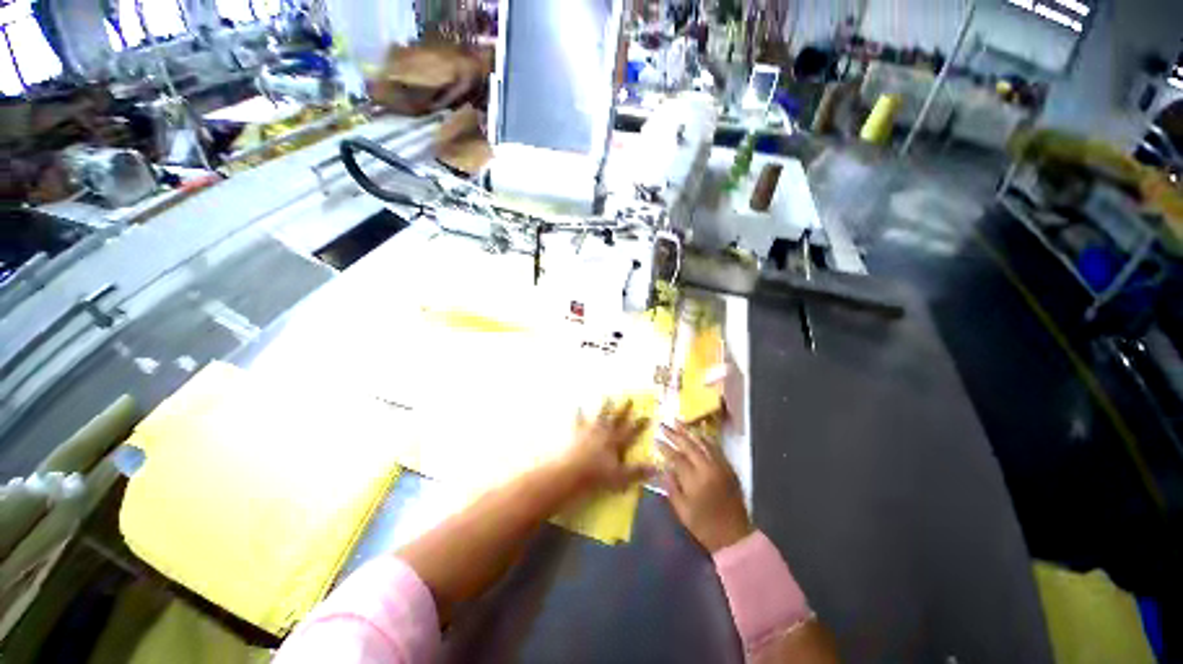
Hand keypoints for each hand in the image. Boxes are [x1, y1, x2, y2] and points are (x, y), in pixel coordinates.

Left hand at [562, 400, 652, 492]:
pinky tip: (577, 405)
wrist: (571, 472)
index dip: (640, 424)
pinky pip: (578, 420)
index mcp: (616, 442)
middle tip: (629, 399)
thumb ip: (638, 472)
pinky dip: (578, 413)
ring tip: (607, 397)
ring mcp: (590, 430)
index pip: (632, 432)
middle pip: (617, 419)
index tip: (648, 416)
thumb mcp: (621, 477)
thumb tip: (657, 469)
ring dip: (604, 407)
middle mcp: (605, 433)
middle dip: (624, 409)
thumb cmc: (597, 476)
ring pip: (600, 416)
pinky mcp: (577, 432)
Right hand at [660, 423, 751, 552]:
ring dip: (689, 431)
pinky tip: (697, 432)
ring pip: (703, 443)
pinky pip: (716, 448)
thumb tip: (665, 468)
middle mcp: (708, 469)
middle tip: (663, 425)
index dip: (665, 447)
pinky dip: (705, 438)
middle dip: (674, 434)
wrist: (734, 536)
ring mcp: (721, 466)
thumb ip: (671, 487)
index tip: (655, 439)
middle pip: (689, 446)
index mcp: (695, 481)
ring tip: (678, 421)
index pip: (676, 457)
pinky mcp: (729, 468)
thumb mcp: (682, 511)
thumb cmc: (704, 526)